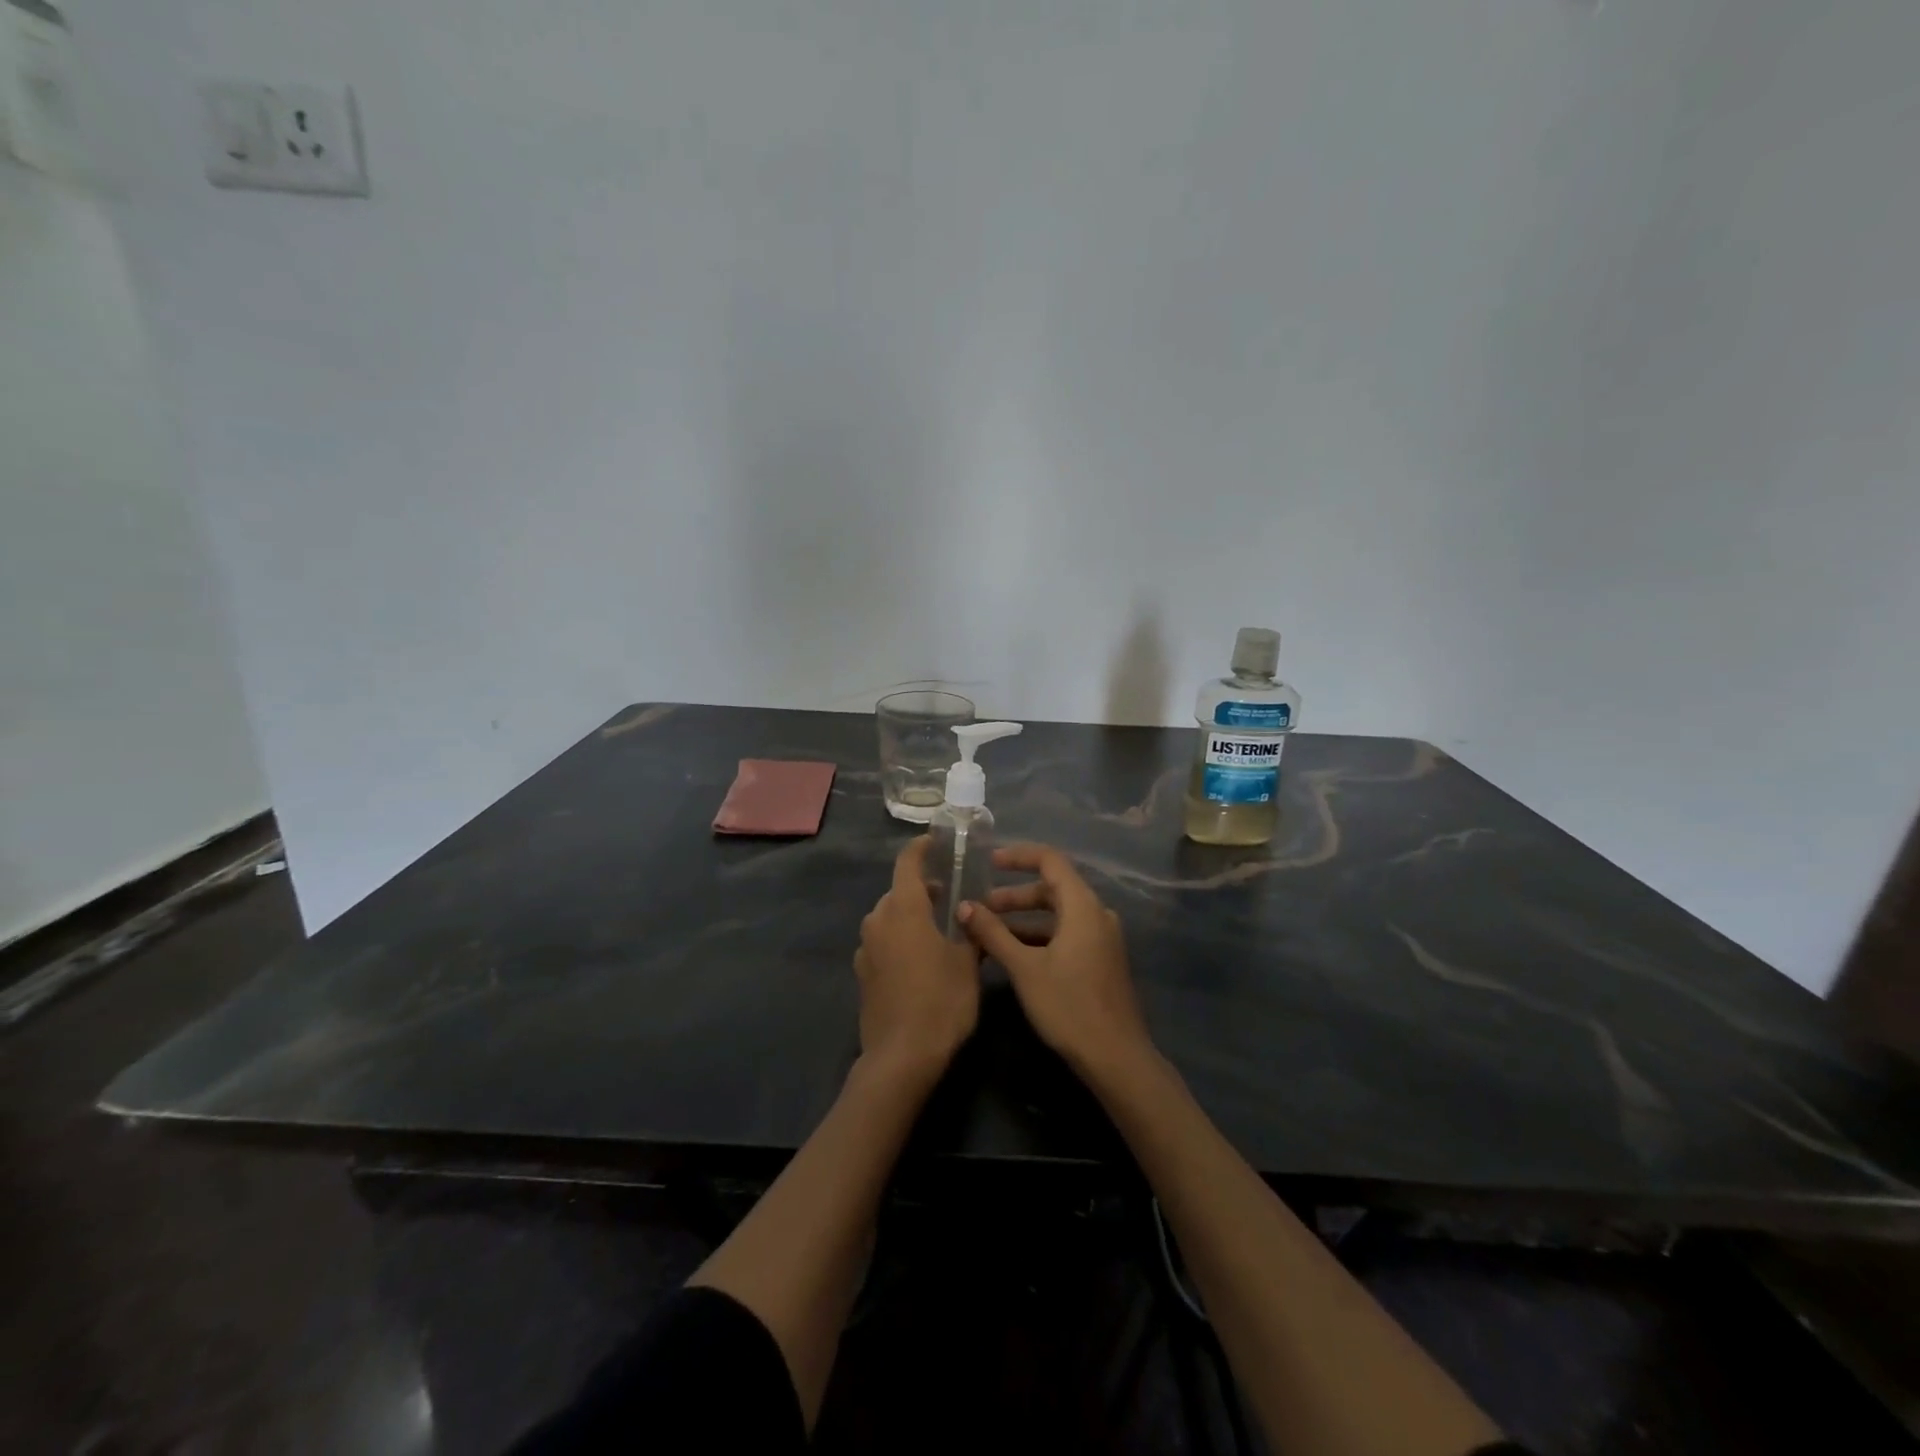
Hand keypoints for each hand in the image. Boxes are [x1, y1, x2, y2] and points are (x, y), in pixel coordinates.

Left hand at [854, 837, 980, 1084]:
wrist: (901, 1056)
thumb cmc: (941, 1001)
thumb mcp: (968, 963)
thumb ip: (970, 931)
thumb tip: (972, 913)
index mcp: (904, 909)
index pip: (908, 863)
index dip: (921, 849)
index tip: (936, 844)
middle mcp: (878, 920)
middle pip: (898, 892)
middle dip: (922, 889)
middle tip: (950, 898)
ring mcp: (865, 948)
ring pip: (888, 917)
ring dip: (909, 916)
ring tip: (937, 930)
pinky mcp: (861, 973)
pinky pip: (881, 942)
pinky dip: (898, 939)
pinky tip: (918, 960)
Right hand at [958, 843, 1155, 1081]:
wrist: (1115, 1057)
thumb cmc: (1068, 1006)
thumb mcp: (1024, 967)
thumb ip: (993, 933)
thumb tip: (964, 907)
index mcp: (1082, 906)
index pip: (1050, 861)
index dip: (1018, 856)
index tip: (989, 861)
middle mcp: (1096, 914)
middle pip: (1053, 888)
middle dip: (1015, 894)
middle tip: (982, 906)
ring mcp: (1102, 937)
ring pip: (1059, 913)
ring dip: (1025, 917)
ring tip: (991, 930)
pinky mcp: (1101, 959)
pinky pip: (1067, 932)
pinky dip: (1040, 934)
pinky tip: (1015, 953)